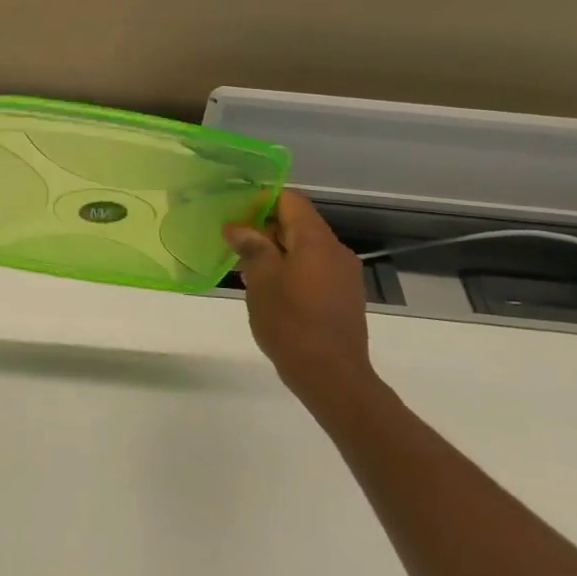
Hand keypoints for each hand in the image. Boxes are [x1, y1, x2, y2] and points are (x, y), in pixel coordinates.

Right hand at [223, 191, 379, 414]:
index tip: (234, 212)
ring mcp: (344, 275)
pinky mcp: (344, 296)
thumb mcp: (261, 280)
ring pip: (305, 247)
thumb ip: (252, 246)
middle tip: (232, 241)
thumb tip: (238, 227)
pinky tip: (269, 289)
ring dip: (276, 250)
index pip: (290, 200)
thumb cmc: (291, 323)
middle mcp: (335, 251)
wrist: (332, 376)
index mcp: (316, 241)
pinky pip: (314, 268)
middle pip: (298, 223)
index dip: (261, 199)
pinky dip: (291, 268)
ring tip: (245, 267)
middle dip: (264, 227)